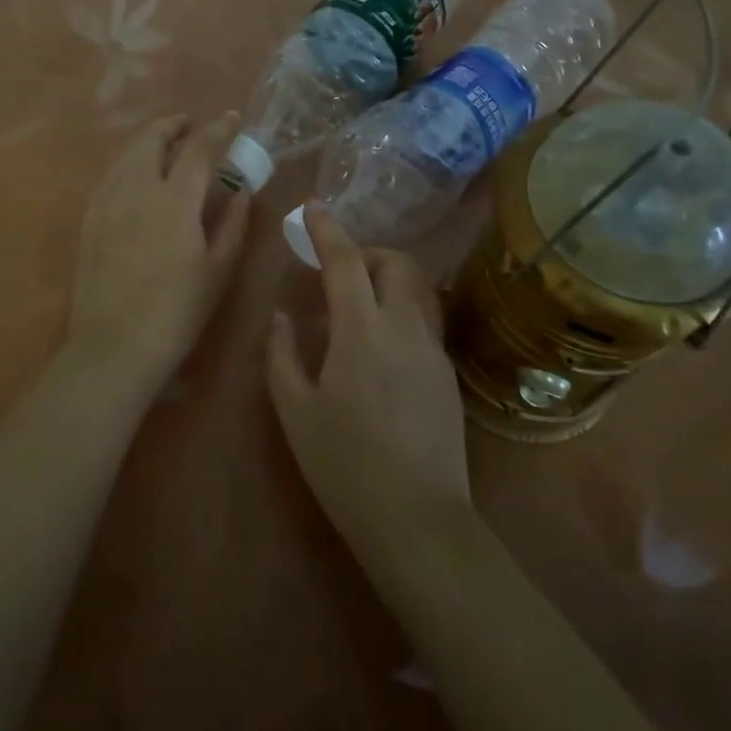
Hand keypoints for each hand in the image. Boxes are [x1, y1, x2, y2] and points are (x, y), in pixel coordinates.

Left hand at [66, 112, 251, 391]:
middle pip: (152, 138)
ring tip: (165, 145)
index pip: (199, 149)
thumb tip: (242, 191)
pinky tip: (137, 177)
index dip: (218, 129)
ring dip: (149, 140)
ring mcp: (106, 202)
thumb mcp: (217, 270)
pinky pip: (110, 175)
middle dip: (173, 125)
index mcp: (175, 200)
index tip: (231, 118)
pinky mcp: (89, 219)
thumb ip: (232, 224)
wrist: (114, 346)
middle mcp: (136, 189)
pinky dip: (128, 163)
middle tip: (191, 126)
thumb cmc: (177, 311)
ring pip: (126, 154)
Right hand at [265, 209, 469, 556]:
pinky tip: (380, 349)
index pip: (345, 260)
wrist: (419, 521)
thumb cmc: (345, 466)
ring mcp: (433, 350)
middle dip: (367, 253)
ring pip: (417, 289)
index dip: (327, 229)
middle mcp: (404, 328)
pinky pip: (424, 321)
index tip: (313, 208)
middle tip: (338, 274)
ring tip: (359, 306)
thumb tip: (283, 316)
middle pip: (396, 263)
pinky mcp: (448, 374)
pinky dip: (400, 312)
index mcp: (361, 331)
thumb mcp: (296, 411)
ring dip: (388, 280)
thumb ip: (282, 355)